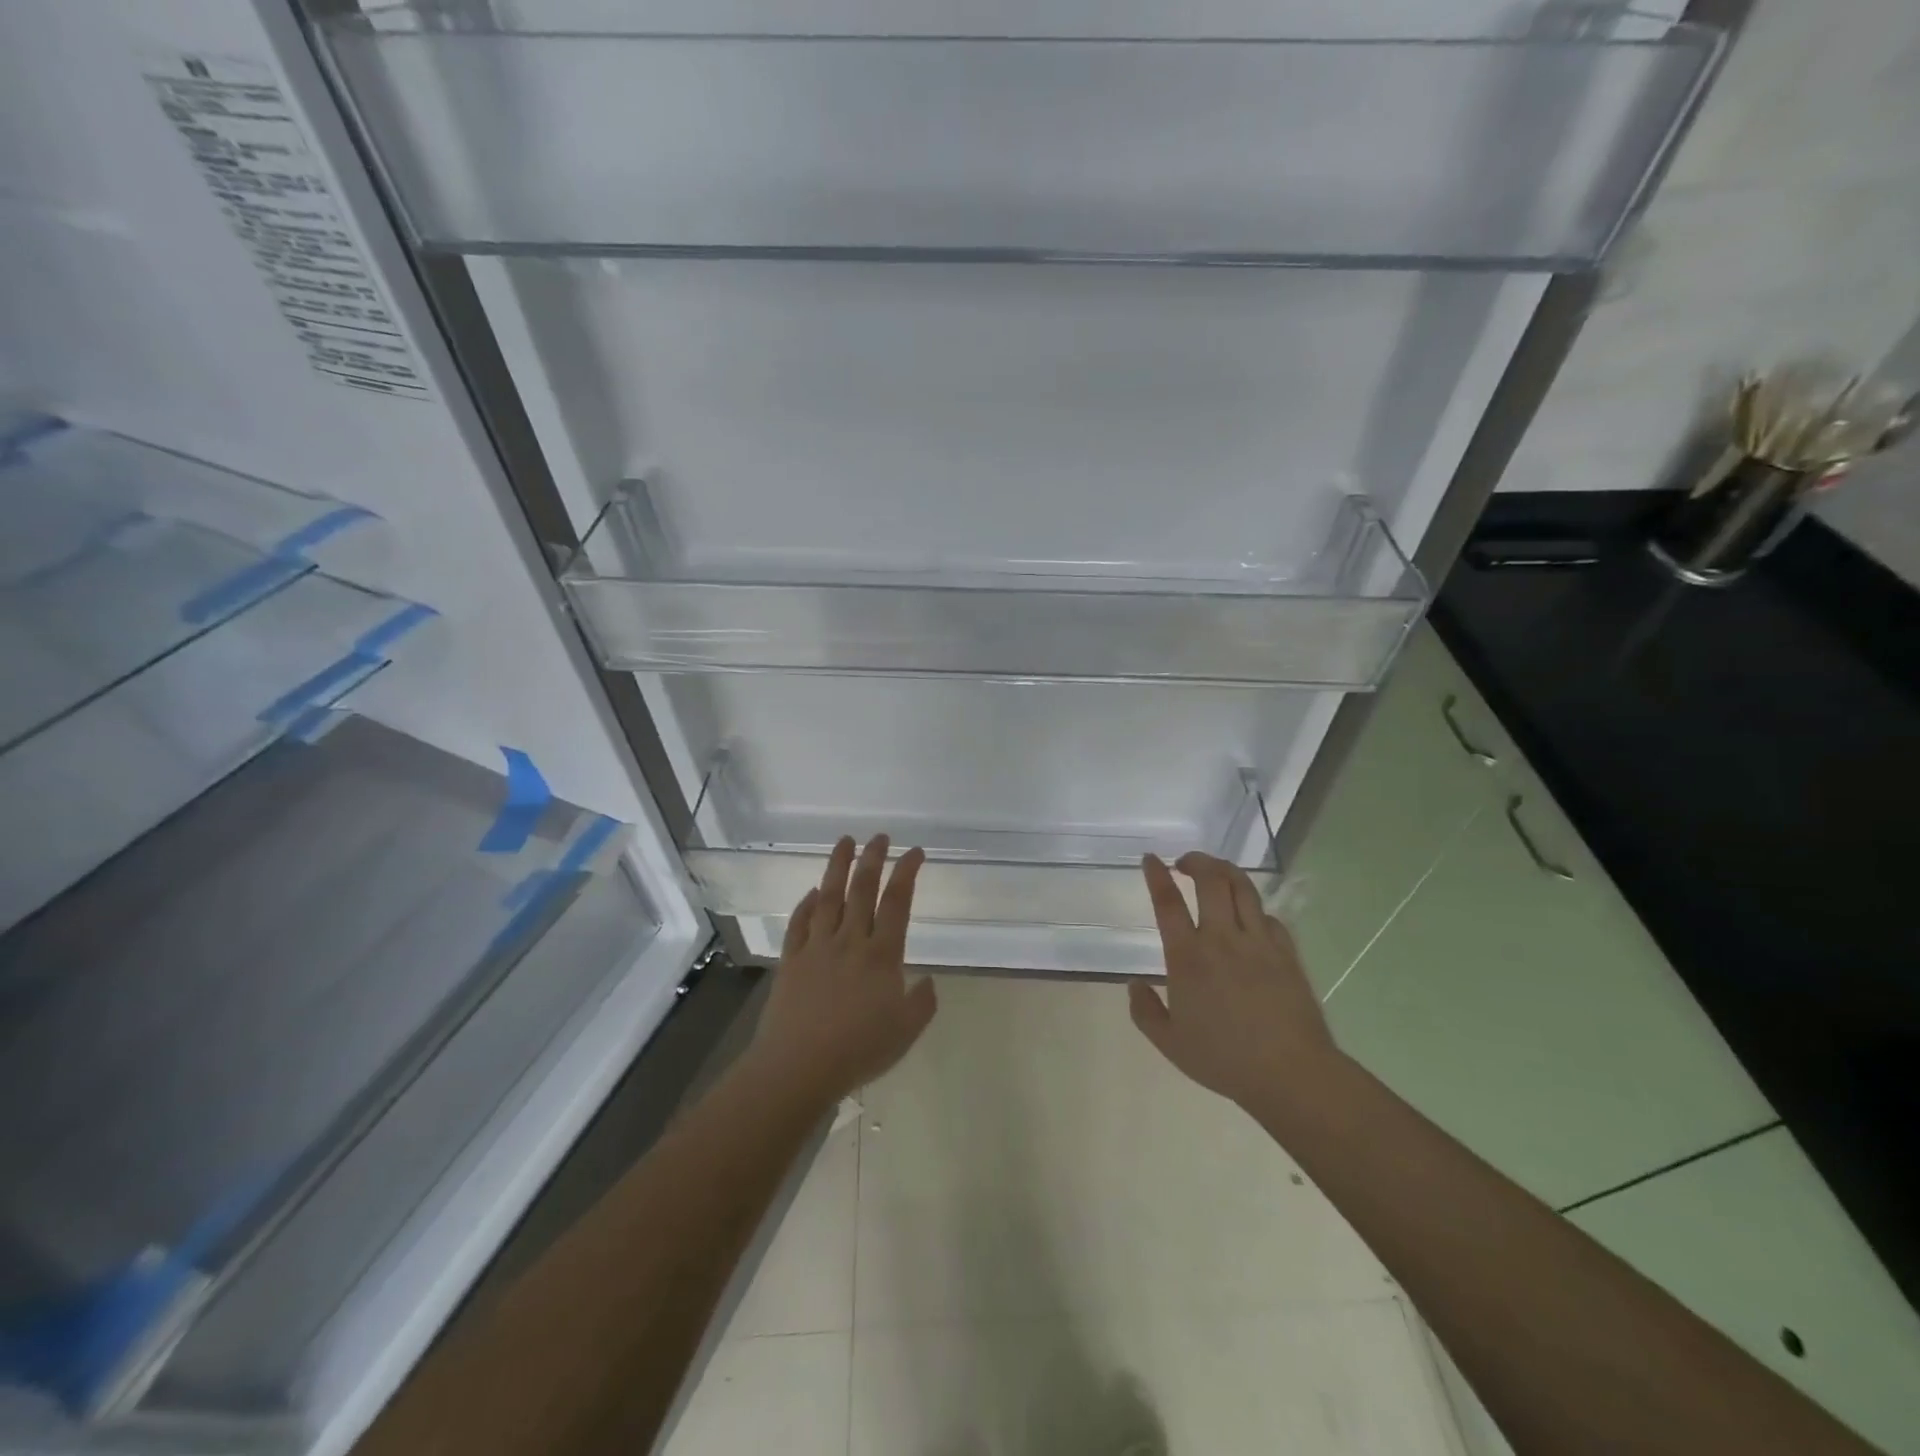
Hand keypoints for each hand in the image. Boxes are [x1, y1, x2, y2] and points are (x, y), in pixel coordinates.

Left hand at [749, 835, 936, 1104]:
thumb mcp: (906, 1032)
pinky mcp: (791, 960)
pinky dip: (806, 904)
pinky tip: (812, 893)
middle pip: (862, 889)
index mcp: (882, 955)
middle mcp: (850, 941)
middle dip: (873, 858)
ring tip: (844, 842)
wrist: (799, 1067)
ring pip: (829, 897)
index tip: (915, 852)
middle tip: (880, 836)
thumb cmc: (859, 1050)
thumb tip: (928, 980)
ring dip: (837, 866)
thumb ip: (922, 1003)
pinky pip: (799, 923)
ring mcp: (817, 947)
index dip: (907, 872)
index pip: (897, 902)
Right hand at [1128, 852, 1340, 1109]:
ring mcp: (1259, 942)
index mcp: (1188, 958)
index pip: (1168, 903)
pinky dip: (1254, 908)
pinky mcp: (1286, 952)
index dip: (1157, 875)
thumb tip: (1134, 984)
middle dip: (1196, 861)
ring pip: (1243, 888)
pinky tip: (1250, 917)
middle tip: (1185, 862)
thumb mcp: (1169, 1043)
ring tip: (1215, 871)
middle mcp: (1222, 939)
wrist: (1291, 1073)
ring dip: (1226, 871)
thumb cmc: (1225, 1060)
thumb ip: (1145, 1011)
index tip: (1151, 859)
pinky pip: (1269, 916)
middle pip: (1211, 880)